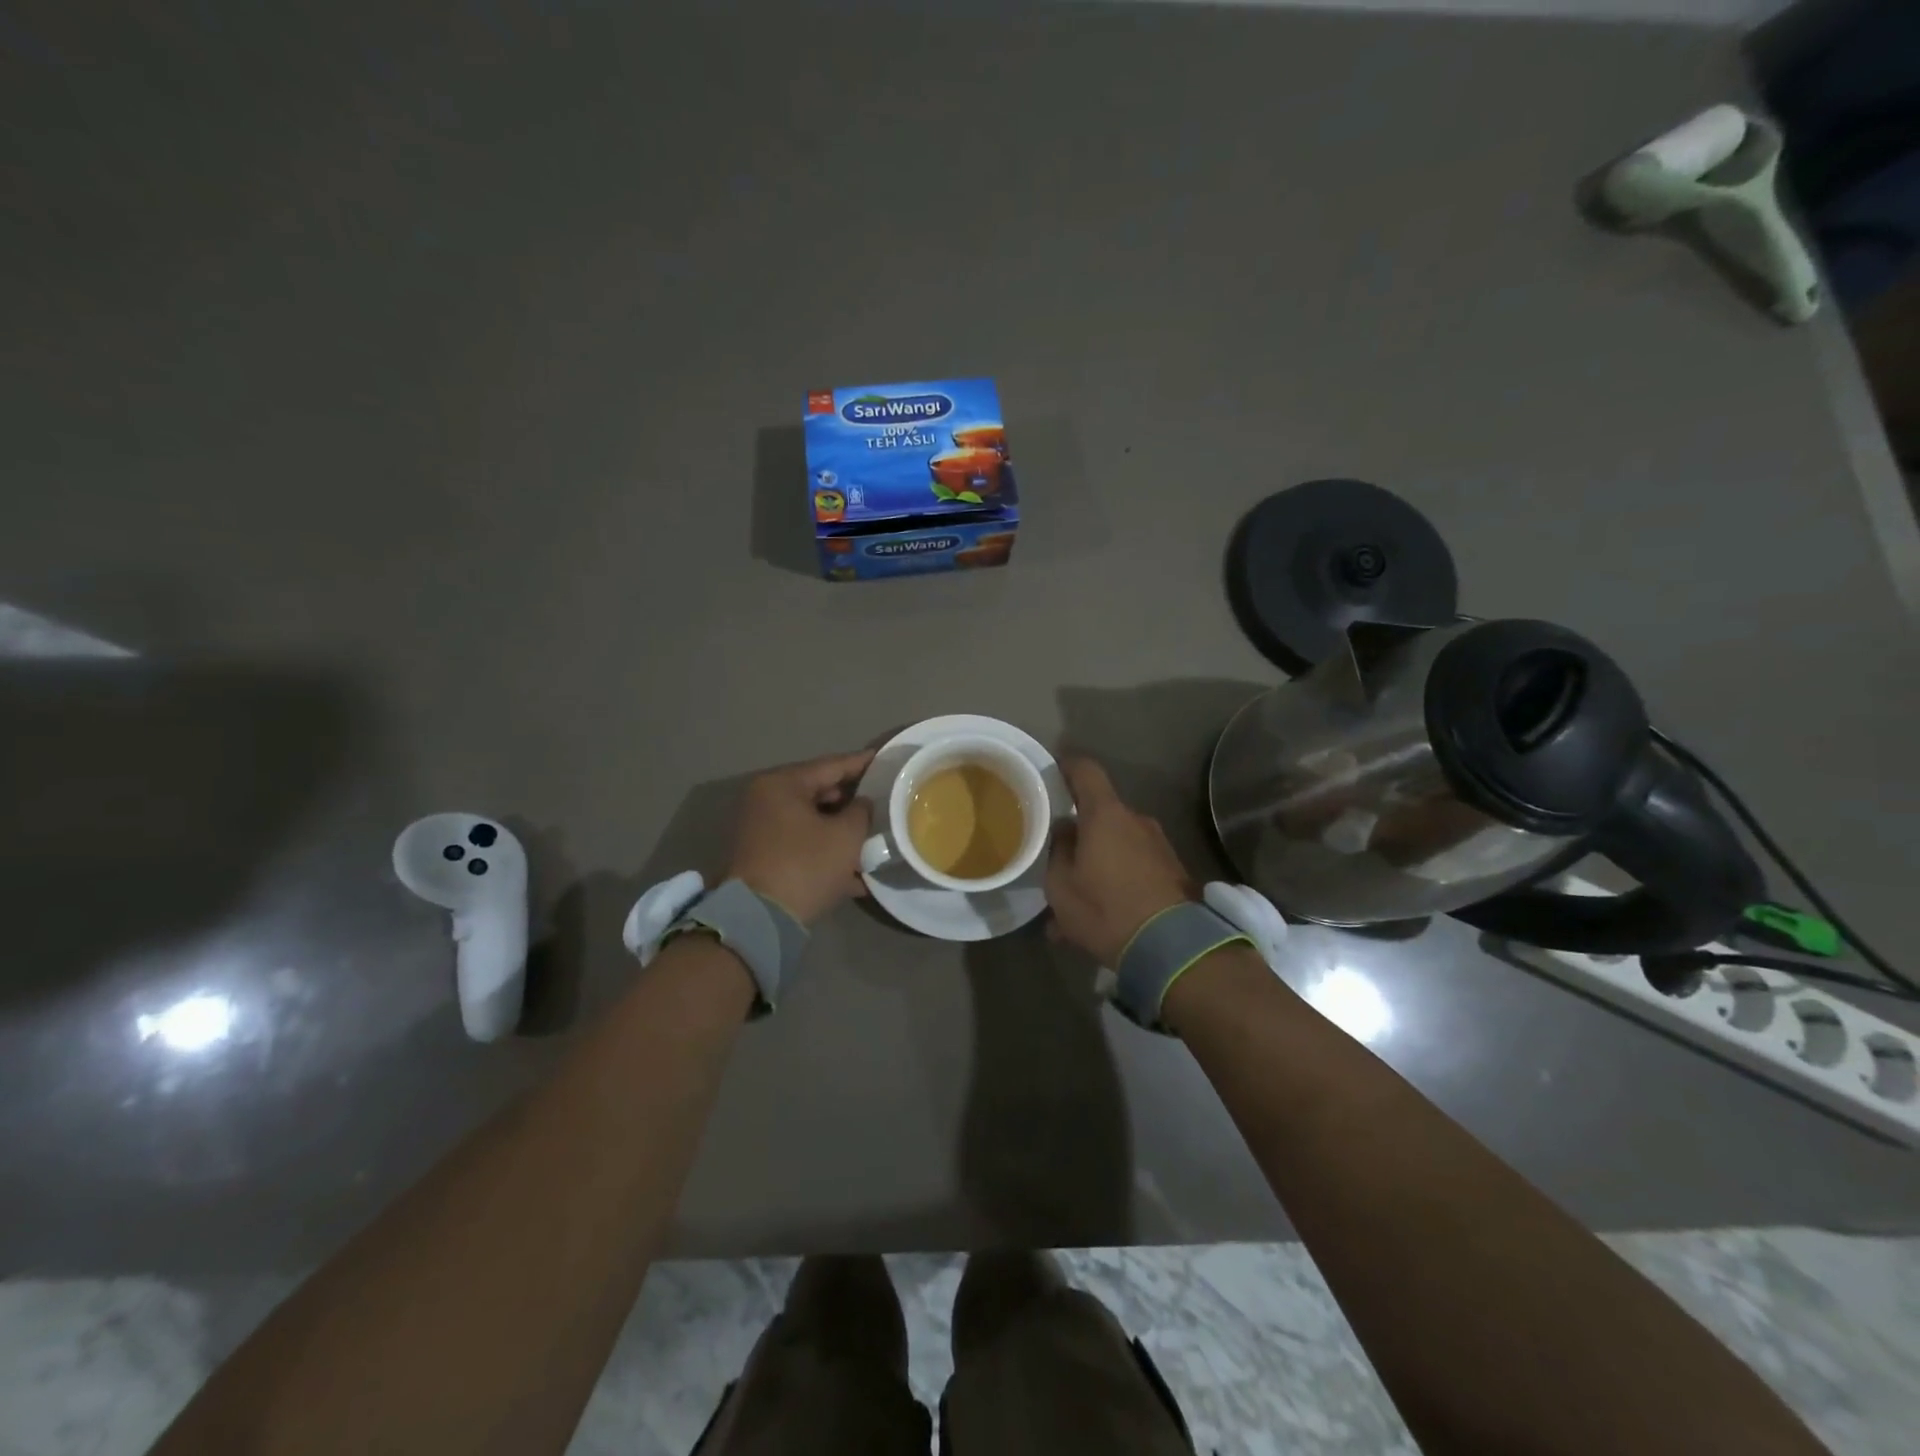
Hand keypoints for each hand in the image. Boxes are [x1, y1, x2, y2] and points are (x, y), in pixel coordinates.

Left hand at [727, 749, 876, 924]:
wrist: (759, 919)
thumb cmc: (805, 866)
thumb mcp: (846, 836)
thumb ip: (861, 811)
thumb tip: (862, 804)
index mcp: (782, 784)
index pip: (831, 765)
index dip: (862, 763)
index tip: (886, 759)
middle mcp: (765, 800)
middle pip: (819, 793)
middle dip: (851, 802)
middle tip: (883, 802)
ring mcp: (760, 829)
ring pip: (811, 822)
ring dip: (840, 831)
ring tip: (872, 838)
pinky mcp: (761, 857)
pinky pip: (801, 844)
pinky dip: (824, 852)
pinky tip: (854, 873)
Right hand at [1044, 756, 1196, 966]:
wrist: (1173, 948)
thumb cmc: (1105, 909)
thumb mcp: (1061, 886)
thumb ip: (1059, 850)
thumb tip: (1065, 829)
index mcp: (1106, 815)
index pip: (1086, 771)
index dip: (1067, 766)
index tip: (1053, 771)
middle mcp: (1136, 820)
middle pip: (1101, 814)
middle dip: (1081, 833)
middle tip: (1059, 858)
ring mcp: (1159, 845)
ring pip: (1117, 845)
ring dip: (1098, 864)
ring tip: (1077, 900)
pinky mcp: (1173, 870)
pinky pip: (1135, 866)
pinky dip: (1116, 881)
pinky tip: (1101, 915)